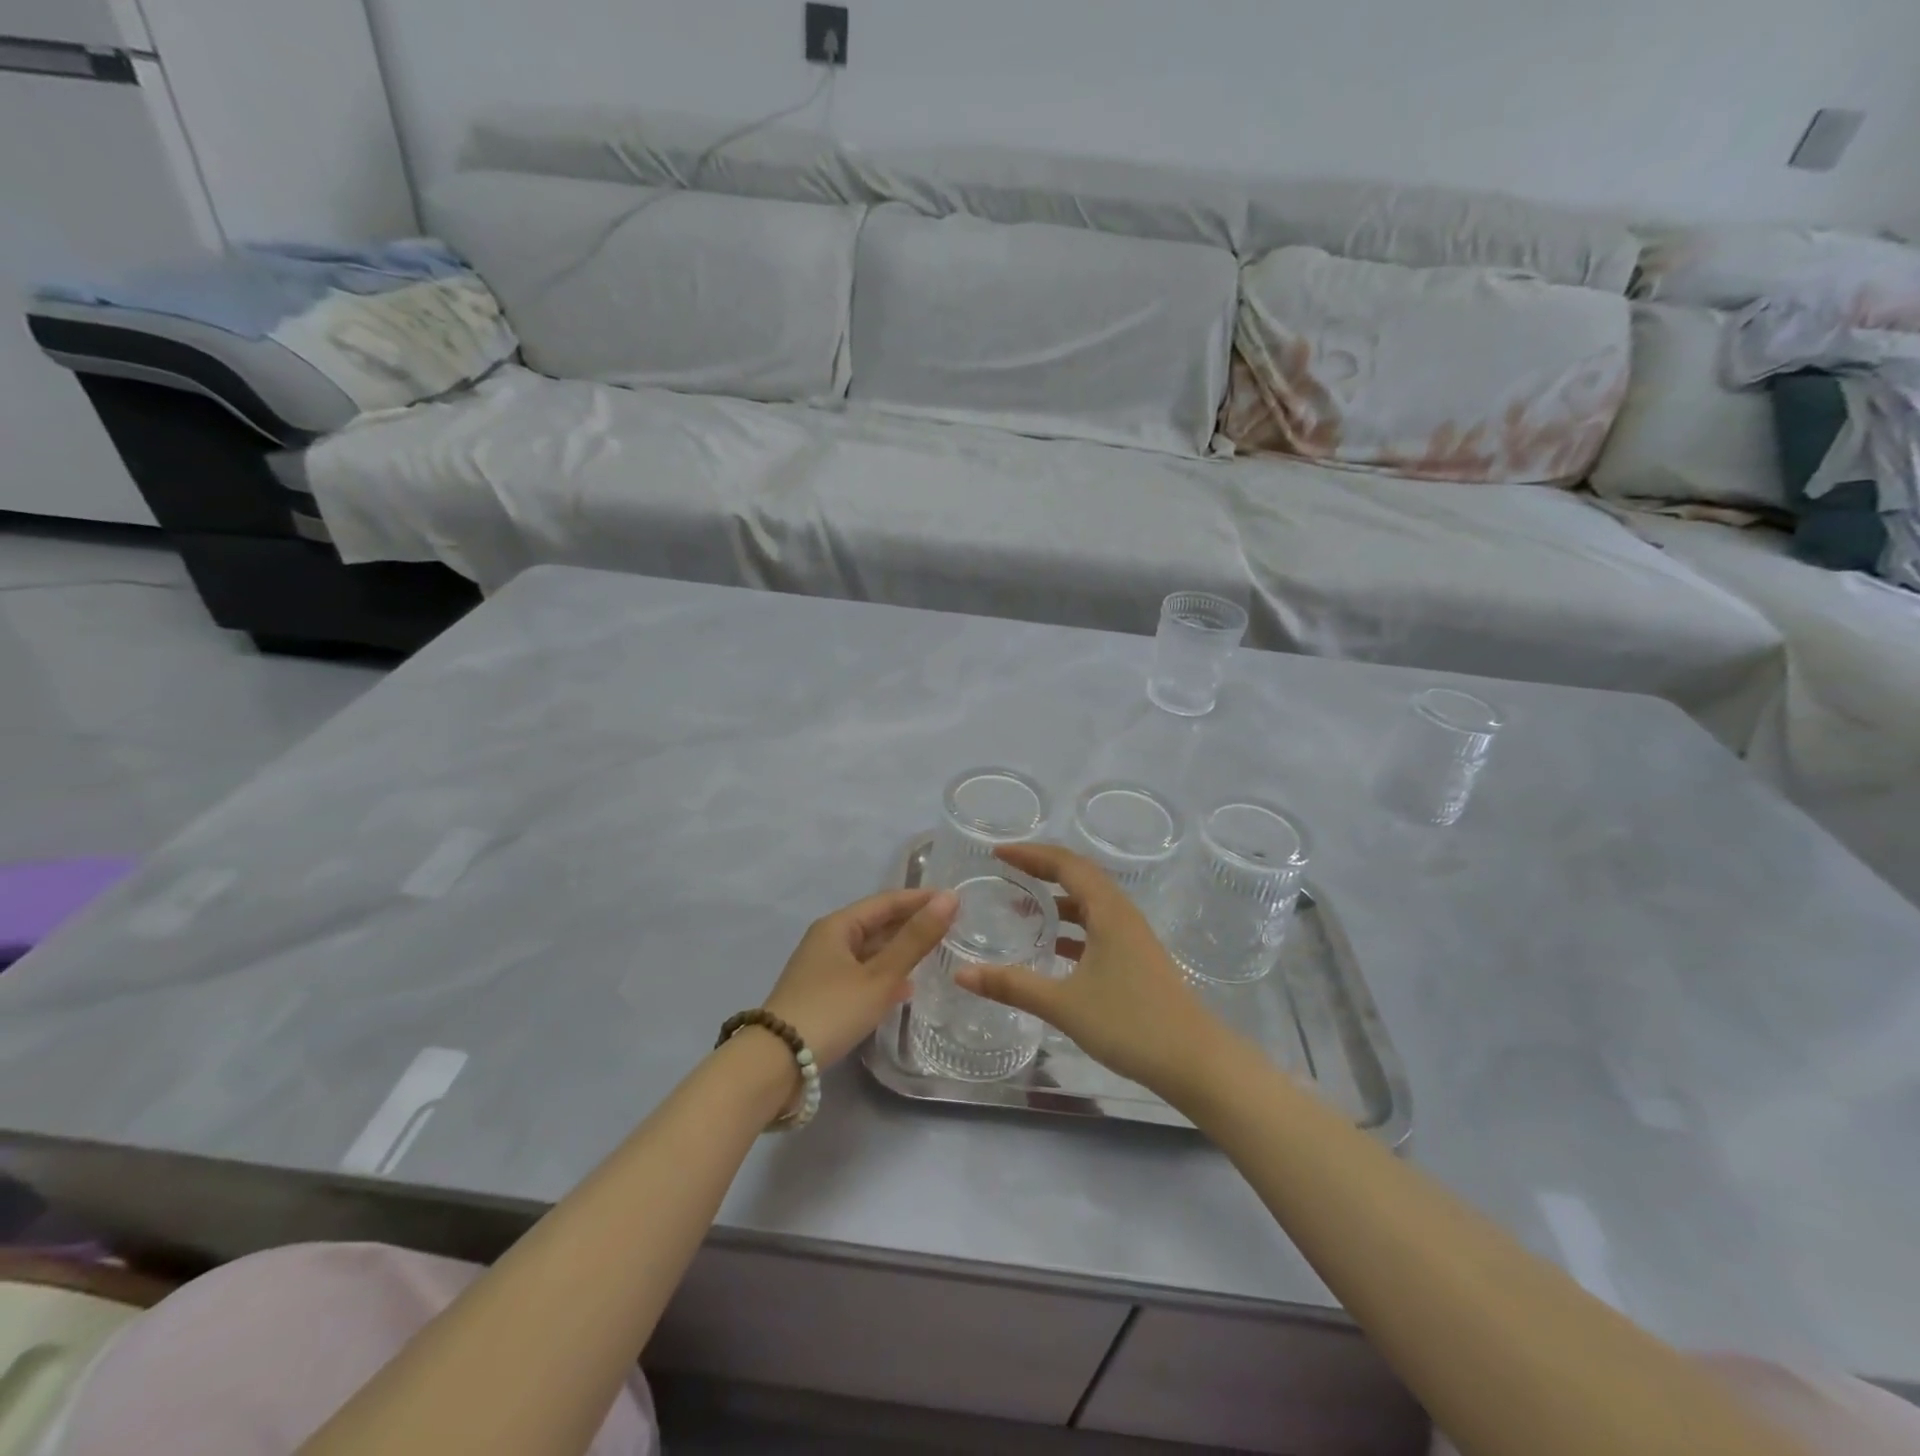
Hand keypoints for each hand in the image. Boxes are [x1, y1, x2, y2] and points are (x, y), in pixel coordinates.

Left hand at [763, 888, 958, 1068]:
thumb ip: (915, 939)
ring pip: (869, 951)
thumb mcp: (880, 976)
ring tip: (933, 954)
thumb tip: (950, 898)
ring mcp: (822, 969)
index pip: (886, 902)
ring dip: (899, 951)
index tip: (954, 901)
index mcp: (838, 926)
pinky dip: (884, 975)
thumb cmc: (832, 1010)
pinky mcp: (821, 996)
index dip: (920, 899)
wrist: (776, 1063)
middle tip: (950, 927)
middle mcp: (828, 940)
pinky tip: (904, 989)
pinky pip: (861, 974)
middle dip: (910, 924)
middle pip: (876, 924)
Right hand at [954, 844, 1233, 1100]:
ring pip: (1090, 902)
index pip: (1066, 864)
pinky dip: (1071, 925)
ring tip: (1022, 906)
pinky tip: (1052, 946)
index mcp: (1108, 911)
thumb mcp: (1063, 1004)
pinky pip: (1097, 925)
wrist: (1194, 1060)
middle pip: (1079, 876)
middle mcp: (1122, 914)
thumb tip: (961, 973)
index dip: (1030, 854)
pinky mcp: (1136, 958)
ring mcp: (1132, 936)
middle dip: (1042, 869)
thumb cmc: (1129, 1023)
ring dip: (1057, 898)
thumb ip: (1012, 985)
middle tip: (1006, 871)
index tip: (998, 854)